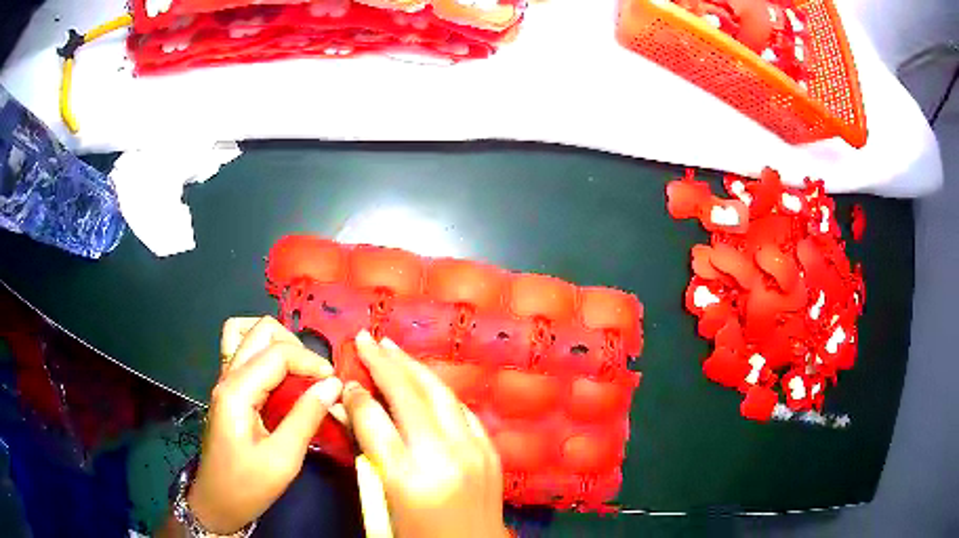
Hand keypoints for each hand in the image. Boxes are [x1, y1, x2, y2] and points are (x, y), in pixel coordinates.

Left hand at [188, 316, 342, 533]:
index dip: (310, 361)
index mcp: (237, 392)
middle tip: (315, 377)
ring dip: (276, 343)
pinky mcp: (228, 391)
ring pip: (246, 333)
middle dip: (293, 345)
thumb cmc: (248, 486)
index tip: (334, 383)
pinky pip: (243, 352)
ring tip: (298, 370)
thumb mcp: (283, 459)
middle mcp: (227, 377)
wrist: (217, 503)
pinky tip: (282, 379)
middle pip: (259, 330)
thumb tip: (333, 385)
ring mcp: (224, 381)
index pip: (277, 353)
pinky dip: (266, 354)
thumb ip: (307, 417)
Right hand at [343, 330, 508, 537]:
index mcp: (408, 478)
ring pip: (439, 394)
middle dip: (383, 363)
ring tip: (391, 348)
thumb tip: (352, 412)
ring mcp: (473, 450)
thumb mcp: (383, 502)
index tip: (346, 382)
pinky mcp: (491, 451)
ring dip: (413, 367)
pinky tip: (426, 381)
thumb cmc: (419, 534)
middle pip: (408, 396)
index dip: (356, 396)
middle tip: (365, 339)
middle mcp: (443, 457)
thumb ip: (369, 454)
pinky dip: (439, 391)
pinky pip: (461, 410)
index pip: (374, 422)